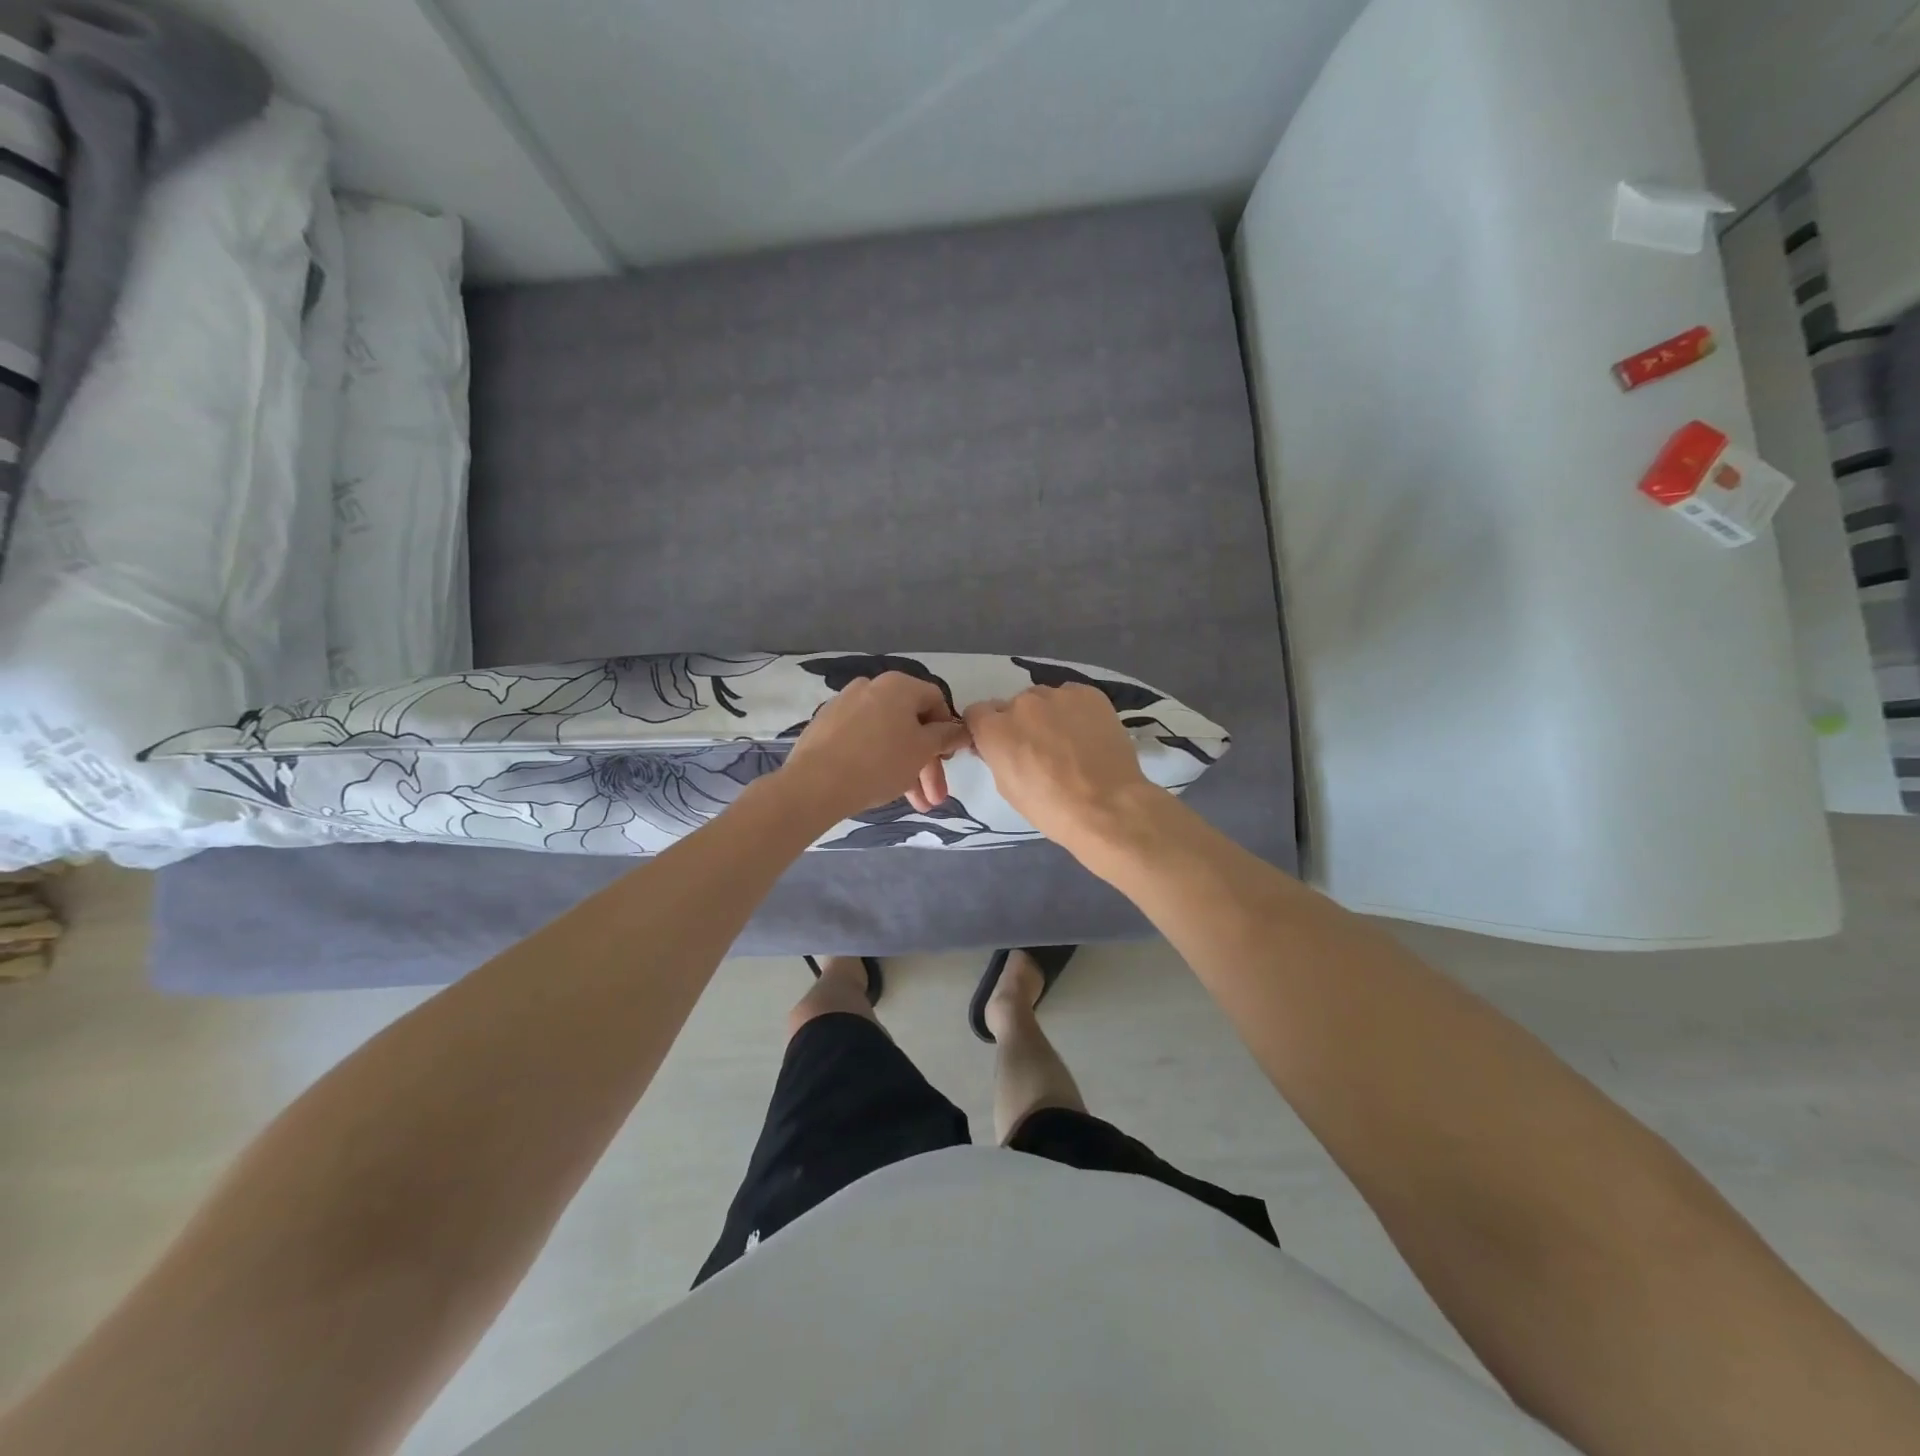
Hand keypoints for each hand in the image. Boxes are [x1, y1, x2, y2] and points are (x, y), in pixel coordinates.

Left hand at [781, 672, 970, 823]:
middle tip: (934, 797)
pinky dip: (878, 760)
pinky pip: (863, 740)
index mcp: (898, 685)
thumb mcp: (923, 751)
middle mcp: (871, 686)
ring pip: (887, 736)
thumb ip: (946, 737)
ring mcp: (845, 705)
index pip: (936, 701)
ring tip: (915, 804)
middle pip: (911, 723)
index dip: (948, 731)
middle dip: (927, 763)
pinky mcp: (826, 726)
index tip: (949, 760)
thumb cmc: (879, 762)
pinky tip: (883, 788)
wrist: (815, 784)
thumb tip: (962, 730)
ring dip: (906, 768)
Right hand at [963, 685, 1158, 854]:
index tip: (1000, 745)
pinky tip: (1088, 735)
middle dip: (1021, 723)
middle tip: (1040, 749)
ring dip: (1048, 715)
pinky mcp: (1089, 693)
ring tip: (1069, 743)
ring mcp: (1057, 695)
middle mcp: (1022, 703)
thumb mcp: (1008, 787)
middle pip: (1013, 706)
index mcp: (995, 729)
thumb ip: (997, 756)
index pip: (977, 713)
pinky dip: (1076, 712)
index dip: (987, 729)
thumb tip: (1001, 745)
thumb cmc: (1051, 808)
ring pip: (1044, 699)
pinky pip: (1072, 697)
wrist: (1107, 806)